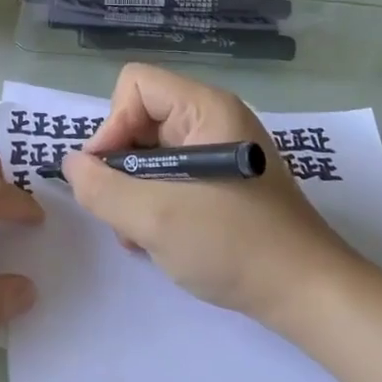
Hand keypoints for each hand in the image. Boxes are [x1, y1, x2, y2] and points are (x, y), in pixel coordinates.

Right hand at [61, 64, 359, 328]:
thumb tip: (71, 166)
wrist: (310, 297)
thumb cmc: (235, 245)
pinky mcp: (222, 182)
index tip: (110, 174)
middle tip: (121, 212)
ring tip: (139, 234)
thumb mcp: (155, 218)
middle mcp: (213, 120)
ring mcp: (219, 152)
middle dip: (120, 166)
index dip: (113, 125)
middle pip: (138, 118)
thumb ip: (101, 188)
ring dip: (132, 191)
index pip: (135, 85)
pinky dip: (153, 203)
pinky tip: (156, 239)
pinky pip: (169, 175)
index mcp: (206, 108)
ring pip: (149, 152)